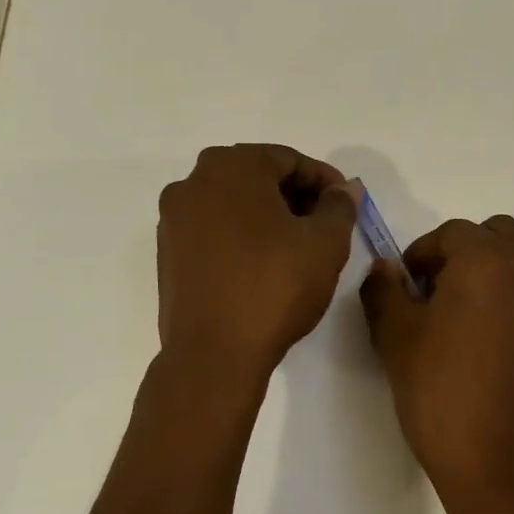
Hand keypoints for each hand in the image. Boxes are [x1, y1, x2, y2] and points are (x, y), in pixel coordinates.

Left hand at [156, 144, 356, 385]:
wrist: (213, 354)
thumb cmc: (274, 286)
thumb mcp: (325, 243)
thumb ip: (339, 207)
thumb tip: (346, 189)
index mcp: (230, 166)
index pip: (288, 159)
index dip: (324, 180)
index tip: (346, 204)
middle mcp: (193, 182)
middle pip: (256, 176)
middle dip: (295, 196)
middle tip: (326, 224)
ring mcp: (174, 219)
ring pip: (232, 203)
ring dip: (267, 215)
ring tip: (297, 246)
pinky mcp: (167, 253)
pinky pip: (212, 230)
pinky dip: (240, 236)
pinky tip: (263, 264)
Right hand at [360, 216, 513, 513]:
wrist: (508, 471)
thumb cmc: (443, 395)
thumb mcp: (395, 339)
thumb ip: (384, 290)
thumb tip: (387, 269)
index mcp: (489, 259)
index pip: (451, 233)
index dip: (422, 256)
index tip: (407, 288)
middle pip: (496, 236)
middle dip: (465, 255)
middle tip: (440, 296)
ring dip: (497, 274)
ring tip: (472, 319)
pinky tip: (502, 346)